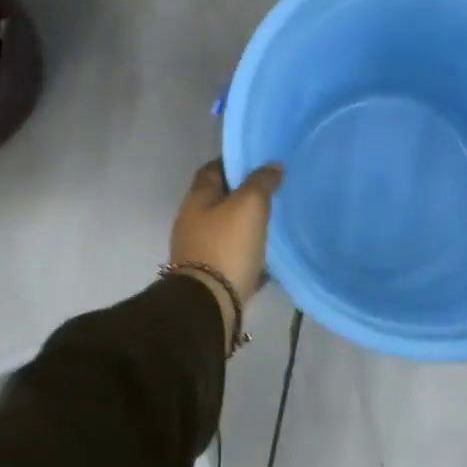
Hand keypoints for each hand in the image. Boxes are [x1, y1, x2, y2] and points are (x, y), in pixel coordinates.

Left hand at [170, 159, 283, 337]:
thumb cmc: (227, 246)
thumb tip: (272, 166)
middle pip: (219, 198)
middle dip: (243, 194)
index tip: (259, 163)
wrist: (209, 304)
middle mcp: (192, 221)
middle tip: (273, 191)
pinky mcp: (209, 274)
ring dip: (246, 223)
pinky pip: (231, 253)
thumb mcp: (249, 205)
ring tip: (274, 220)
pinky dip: (247, 250)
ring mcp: (198, 249)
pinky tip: (268, 252)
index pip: (213, 169)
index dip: (235, 162)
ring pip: (226, 226)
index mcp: (197, 199)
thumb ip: (261, 182)